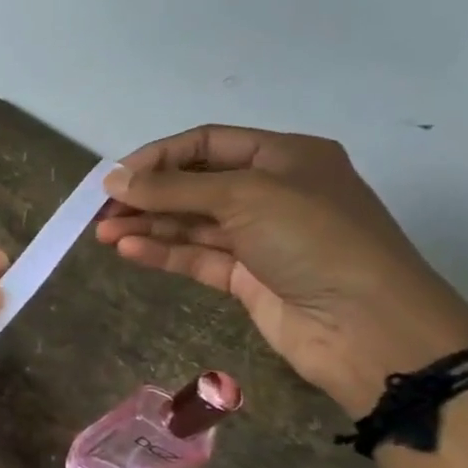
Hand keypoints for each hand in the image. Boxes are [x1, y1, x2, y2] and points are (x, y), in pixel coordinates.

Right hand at [95, 126, 467, 415]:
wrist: (367, 325)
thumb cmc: (314, 240)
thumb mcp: (245, 197)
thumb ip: (174, 188)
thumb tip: (113, 179)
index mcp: (284, 158)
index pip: (208, 143)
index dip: (159, 156)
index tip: (116, 177)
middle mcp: (271, 192)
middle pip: (194, 184)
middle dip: (147, 194)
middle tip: (100, 210)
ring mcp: (259, 237)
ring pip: (190, 223)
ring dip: (146, 225)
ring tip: (102, 233)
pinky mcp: (247, 277)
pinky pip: (195, 257)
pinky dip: (162, 251)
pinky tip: (127, 250)